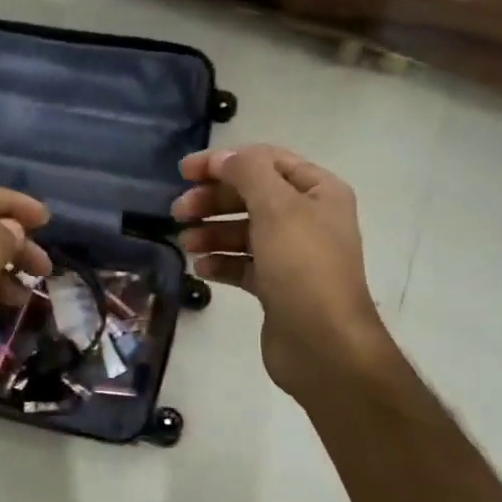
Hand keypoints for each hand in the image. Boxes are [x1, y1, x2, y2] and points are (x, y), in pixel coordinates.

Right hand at [172, 145, 394, 402]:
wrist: (323, 344)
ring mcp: (294, 255)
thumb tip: (224, 158)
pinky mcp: (278, 287)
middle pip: (252, 196)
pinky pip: (244, 265)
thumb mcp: (276, 207)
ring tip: (186, 243)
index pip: (267, 161)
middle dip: (214, 200)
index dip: (224, 161)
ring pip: (245, 232)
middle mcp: (309, 219)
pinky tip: (202, 269)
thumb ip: (248, 172)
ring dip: (213, 233)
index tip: (184, 172)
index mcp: (319, 192)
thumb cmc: (302, 266)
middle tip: (178, 211)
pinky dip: (222, 263)